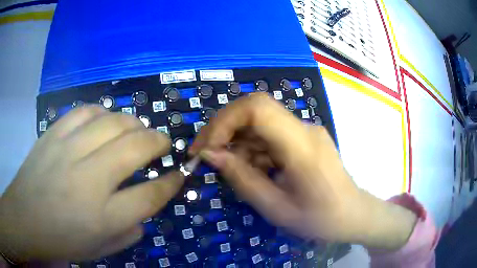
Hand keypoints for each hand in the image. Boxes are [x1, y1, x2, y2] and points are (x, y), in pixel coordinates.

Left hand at [0, 106, 183, 261]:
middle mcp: (88, 179)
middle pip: (135, 147)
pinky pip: (85, 111)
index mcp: (103, 216)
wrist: (25, 219)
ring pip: (112, 122)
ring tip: (137, 129)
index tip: (180, 173)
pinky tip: (105, 120)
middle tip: (162, 143)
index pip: (150, 195)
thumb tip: (145, 212)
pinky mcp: (54, 134)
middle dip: (158, 142)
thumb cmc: (62, 240)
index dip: (171, 182)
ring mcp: (68, 150)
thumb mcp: (100, 248)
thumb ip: (129, 232)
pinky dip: (102, 113)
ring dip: (133, 123)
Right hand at [190, 93, 416, 249]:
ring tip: (231, 171)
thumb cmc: (320, 219)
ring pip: (259, 123)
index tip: (206, 148)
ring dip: (237, 143)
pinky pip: (270, 135)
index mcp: (301, 146)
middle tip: (204, 154)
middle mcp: (304, 129)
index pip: (257, 108)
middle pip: (255, 109)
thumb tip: (210, 155)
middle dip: (223, 129)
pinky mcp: (303, 138)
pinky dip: (252, 149)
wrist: (353, 215)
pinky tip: (252, 170)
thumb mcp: (276, 208)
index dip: (224, 121)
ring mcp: (305, 131)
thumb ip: (242, 179)